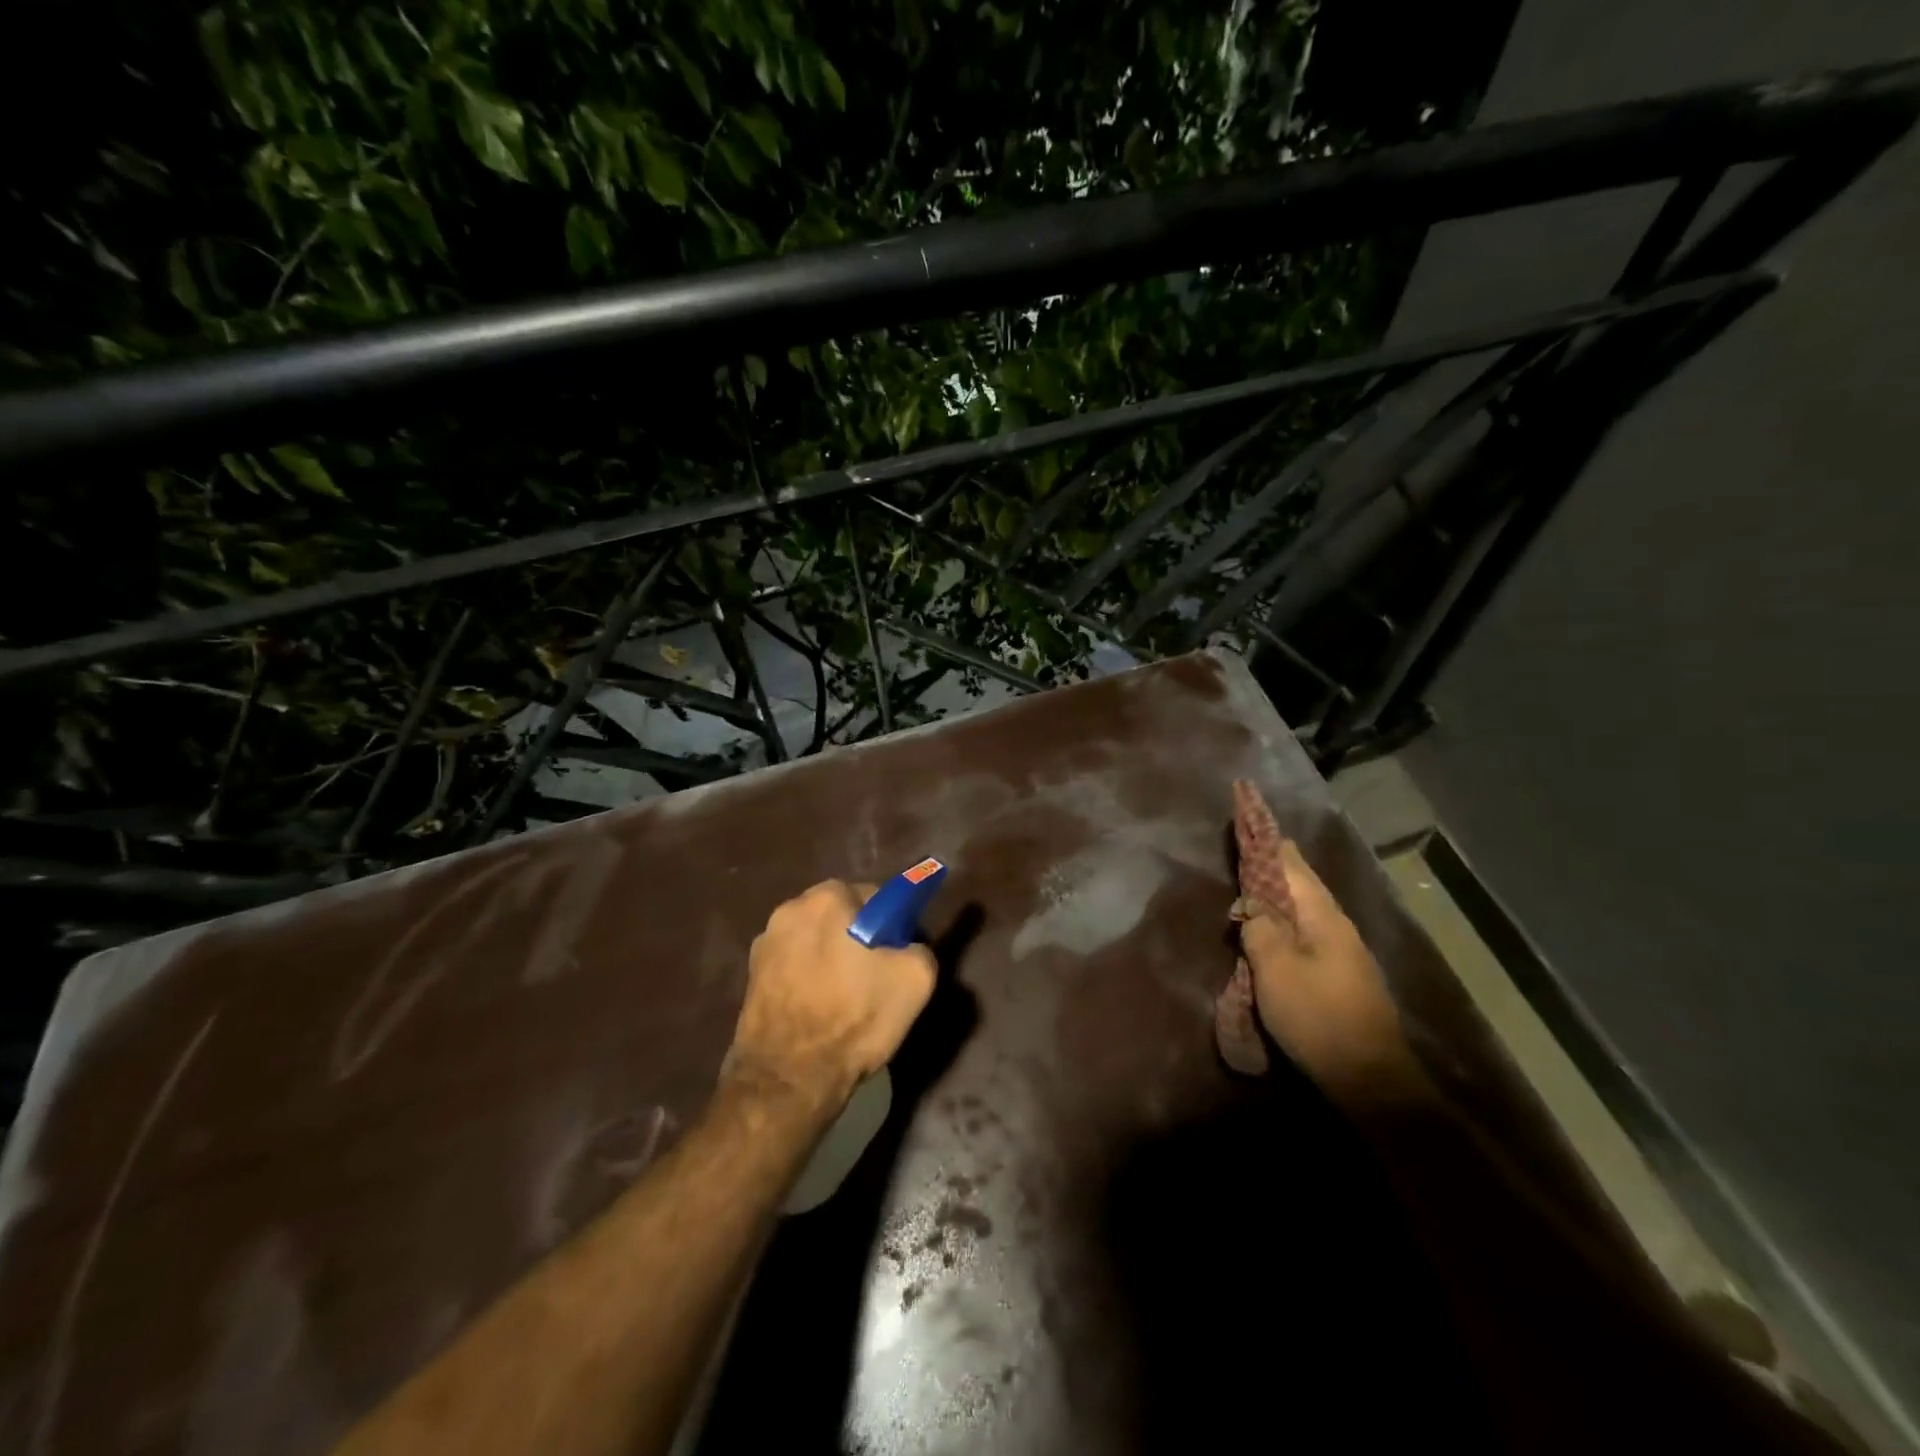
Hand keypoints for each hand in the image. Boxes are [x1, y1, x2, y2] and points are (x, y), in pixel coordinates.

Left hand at [725, 880, 936, 1110]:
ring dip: (831, 959)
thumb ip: (919, 947)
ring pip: (816, 941)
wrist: (788, 1079)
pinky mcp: (750, 976)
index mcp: (827, 898)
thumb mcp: (914, 980)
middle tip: (875, 979)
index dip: (892, 926)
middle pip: (841, 917)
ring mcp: (764, 943)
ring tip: (845, 1001)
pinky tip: (819, 1012)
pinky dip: (808, 980)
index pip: (875, 897)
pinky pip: (794, 966)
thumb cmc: (854, 1019)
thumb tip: (906, 947)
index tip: (896, 956)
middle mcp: (789, 909)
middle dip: (859, 939)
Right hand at [1239, 840, 1426, 1111]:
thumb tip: (1252, 905)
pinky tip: (1274, 933)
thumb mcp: (1275, 969)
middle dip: (1274, 866)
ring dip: (1279, 896)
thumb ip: (1260, 929)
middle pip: (1303, 883)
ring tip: (1253, 890)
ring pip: (1307, 909)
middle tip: (1247, 851)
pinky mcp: (1344, 975)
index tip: (1250, 819)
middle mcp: (1338, 925)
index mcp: (1323, 916)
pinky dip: (1287, 922)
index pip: (1292, 865)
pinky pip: (1309, 933)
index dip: (1269, 843)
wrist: (1370, 1077)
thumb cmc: (1317, 1016)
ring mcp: (1345, 952)